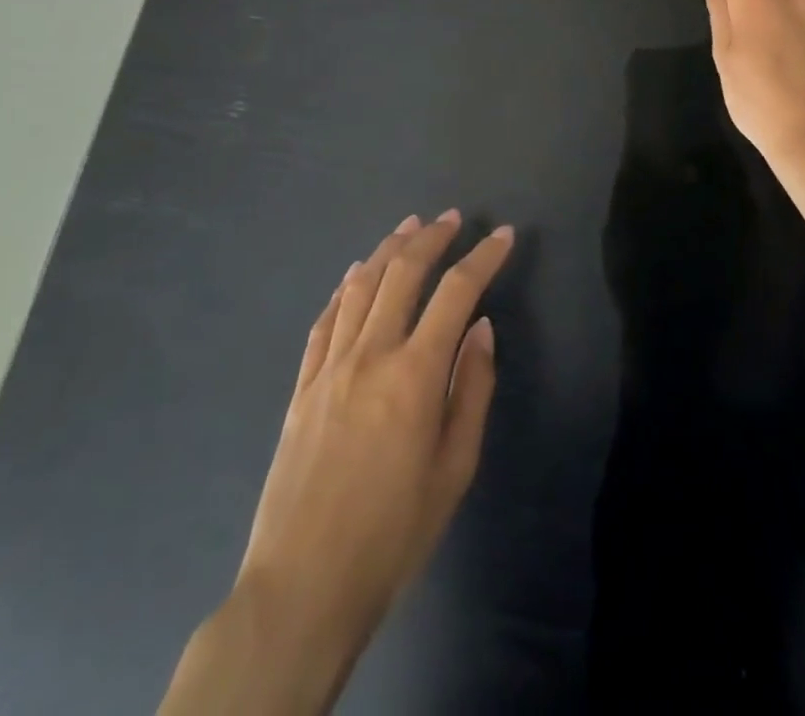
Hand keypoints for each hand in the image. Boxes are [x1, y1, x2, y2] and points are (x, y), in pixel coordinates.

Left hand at [161, 212, 512, 715]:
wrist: (302, 586)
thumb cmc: (393, 534)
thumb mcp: (454, 470)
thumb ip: (472, 390)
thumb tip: (480, 328)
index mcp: (415, 374)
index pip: (456, 292)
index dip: (483, 257)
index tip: (502, 235)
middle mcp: (370, 354)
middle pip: (403, 272)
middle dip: (431, 237)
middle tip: (452, 218)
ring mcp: (330, 366)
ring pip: (361, 285)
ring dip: (388, 249)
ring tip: (409, 227)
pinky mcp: (302, 384)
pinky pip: (326, 318)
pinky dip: (346, 287)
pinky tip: (356, 274)